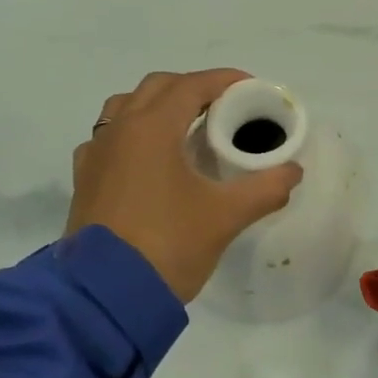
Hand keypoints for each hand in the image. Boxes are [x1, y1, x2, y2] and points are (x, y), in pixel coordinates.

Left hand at [67, 69, 303, 302]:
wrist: (105, 297)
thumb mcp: (225, 217)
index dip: (225, 81)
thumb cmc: (168, 245)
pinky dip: (132, 133)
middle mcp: (119, 130)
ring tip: (186, 128)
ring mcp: (96, 154)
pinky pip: (108, 138)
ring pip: (126, 107)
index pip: (192, 85)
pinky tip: (149, 160)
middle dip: (192, 88)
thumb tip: (293, 171)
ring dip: (158, 106)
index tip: (251, 88)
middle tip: (224, 108)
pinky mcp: (84, 180)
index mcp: (152, 128)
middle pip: (157, 87)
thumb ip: (265, 188)